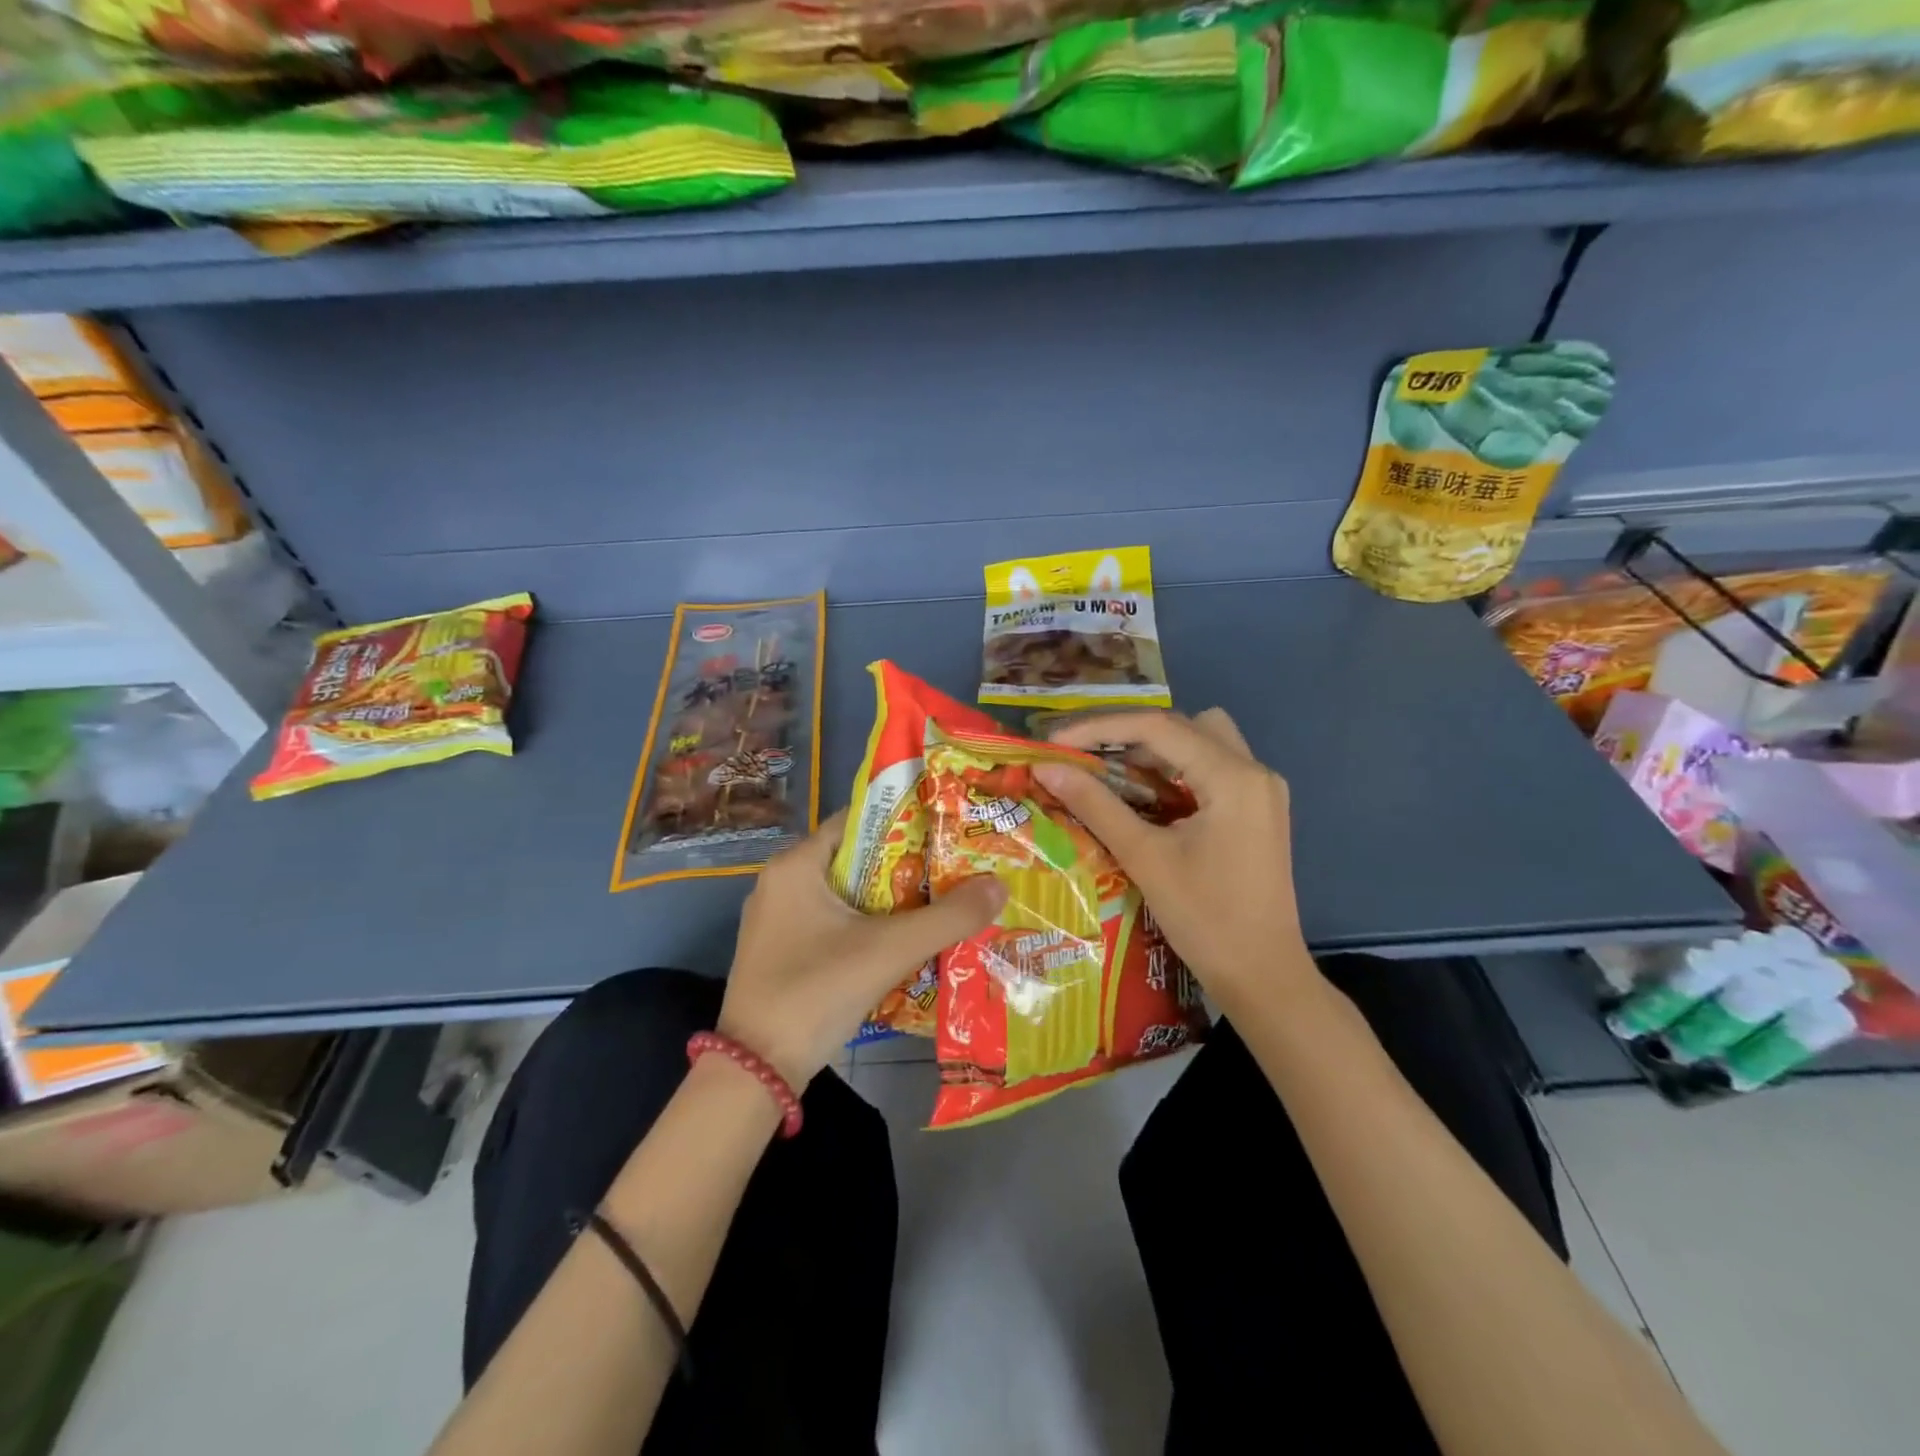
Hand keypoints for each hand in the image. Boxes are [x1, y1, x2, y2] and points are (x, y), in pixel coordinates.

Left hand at [717, 811, 1005, 1087]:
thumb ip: (948, 917)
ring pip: (847, 894)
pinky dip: (868, 925)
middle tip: (955, 870)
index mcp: (796, 864)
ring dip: (890, 900)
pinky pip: (834, 923)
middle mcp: (782, 882)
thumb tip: (999, 885)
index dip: (906, 821)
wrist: (755, 1073)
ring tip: (941, 902)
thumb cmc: (816, 992)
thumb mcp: (889, 950)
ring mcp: (778, 919)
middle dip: (907, 865)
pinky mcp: (781, 951)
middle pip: (856, 858)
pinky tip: (904, 942)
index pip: (859, 820)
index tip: (949, 830)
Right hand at [1034, 709, 1315, 1018]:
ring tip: (1112, 775)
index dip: (1100, 727)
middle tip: (1084, 755)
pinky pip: (1211, 767)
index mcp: (1233, 776)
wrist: (1263, 977)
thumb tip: (1046, 767)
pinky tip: (1146, 797)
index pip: (1158, 726)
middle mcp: (1254, 770)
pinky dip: (1175, 771)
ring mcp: (1261, 790)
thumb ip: (1095, 805)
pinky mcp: (1258, 810)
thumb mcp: (1145, 857)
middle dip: (1128, 733)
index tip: (1056, 740)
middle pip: (1183, 724)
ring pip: (1200, 741)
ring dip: (1155, 750)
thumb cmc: (1205, 919)